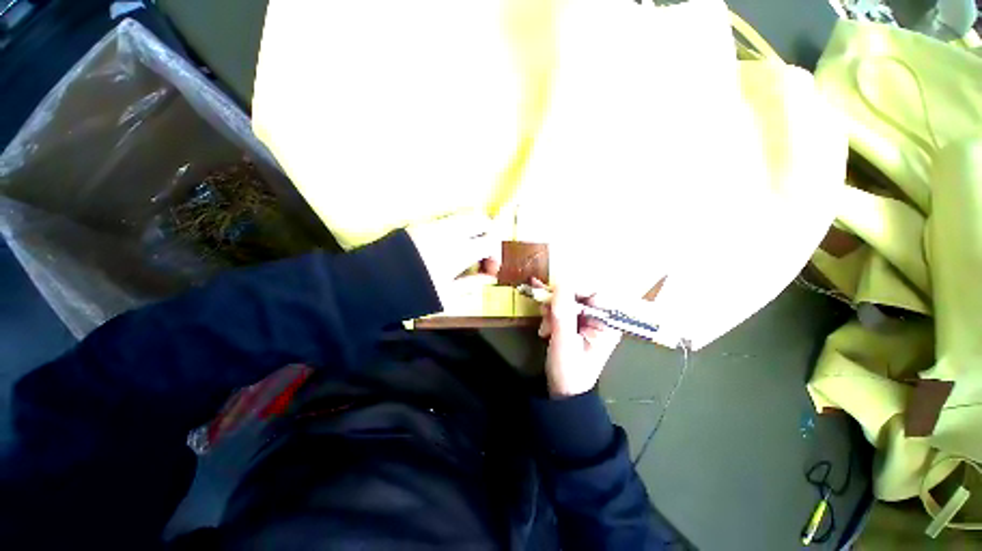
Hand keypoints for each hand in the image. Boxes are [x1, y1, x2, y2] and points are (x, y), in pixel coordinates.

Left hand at [407, 211, 498, 304]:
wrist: (373, 284)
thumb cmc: (412, 294)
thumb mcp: (446, 296)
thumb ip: (471, 284)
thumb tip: (489, 278)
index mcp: (458, 251)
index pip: (490, 242)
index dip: (495, 256)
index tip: (490, 270)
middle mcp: (449, 232)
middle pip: (481, 219)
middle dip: (490, 234)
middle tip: (486, 253)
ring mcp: (433, 225)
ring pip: (465, 216)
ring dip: (474, 230)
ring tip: (470, 250)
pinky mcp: (421, 225)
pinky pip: (448, 220)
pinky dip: (459, 229)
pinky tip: (452, 247)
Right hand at [533, 278, 621, 397]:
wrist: (563, 392)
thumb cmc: (569, 371)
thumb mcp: (564, 342)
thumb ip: (563, 313)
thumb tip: (561, 283)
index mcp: (607, 323)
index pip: (596, 292)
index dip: (574, 288)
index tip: (553, 290)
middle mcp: (600, 318)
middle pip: (579, 294)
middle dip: (559, 301)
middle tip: (543, 310)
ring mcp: (587, 319)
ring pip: (567, 299)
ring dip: (552, 308)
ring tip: (544, 328)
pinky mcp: (575, 322)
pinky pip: (562, 307)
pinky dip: (550, 310)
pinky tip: (542, 319)